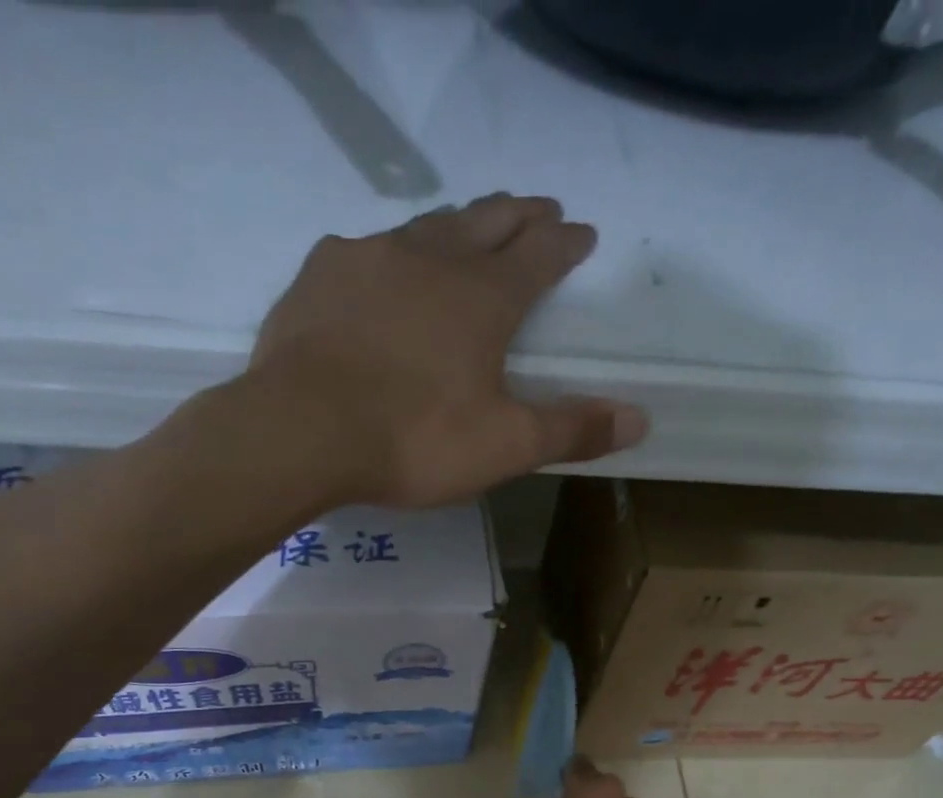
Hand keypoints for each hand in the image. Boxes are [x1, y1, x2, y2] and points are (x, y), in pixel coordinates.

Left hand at [250, 194, 646, 507]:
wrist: (301, 432)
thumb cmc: (414, 440)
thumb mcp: (504, 446)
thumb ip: (571, 430)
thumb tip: (640, 419)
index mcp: (484, 297)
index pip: (539, 255)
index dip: (564, 243)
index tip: (583, 232)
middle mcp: (432, 259)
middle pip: (486, 220)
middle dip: (518, 213)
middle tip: (539, 207)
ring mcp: (370, 259)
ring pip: (426, 226)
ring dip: (457, 224)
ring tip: (469, 227)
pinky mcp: (320, 276)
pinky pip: (366, 250)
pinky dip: (390, 254)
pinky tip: (383, 267)